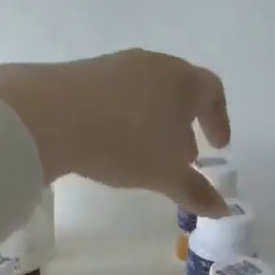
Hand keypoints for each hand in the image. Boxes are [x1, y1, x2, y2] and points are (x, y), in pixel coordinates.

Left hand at [0, 50, 232, 214]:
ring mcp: (117, 64)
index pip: (213, 91)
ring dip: (155, 119)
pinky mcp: (84, 70)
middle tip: (184, 155)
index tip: (218, 146)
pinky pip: (118, 92)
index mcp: (183, 81)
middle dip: (186, 123)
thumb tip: (224, 210)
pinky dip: (126, 114)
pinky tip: (111, 140)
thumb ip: (196, 191)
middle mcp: (154, 64)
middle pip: (180, 88)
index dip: (219, 119)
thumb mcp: (165, 174)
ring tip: (147, 151)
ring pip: (148, 90)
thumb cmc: (125, 142)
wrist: (51, 114)